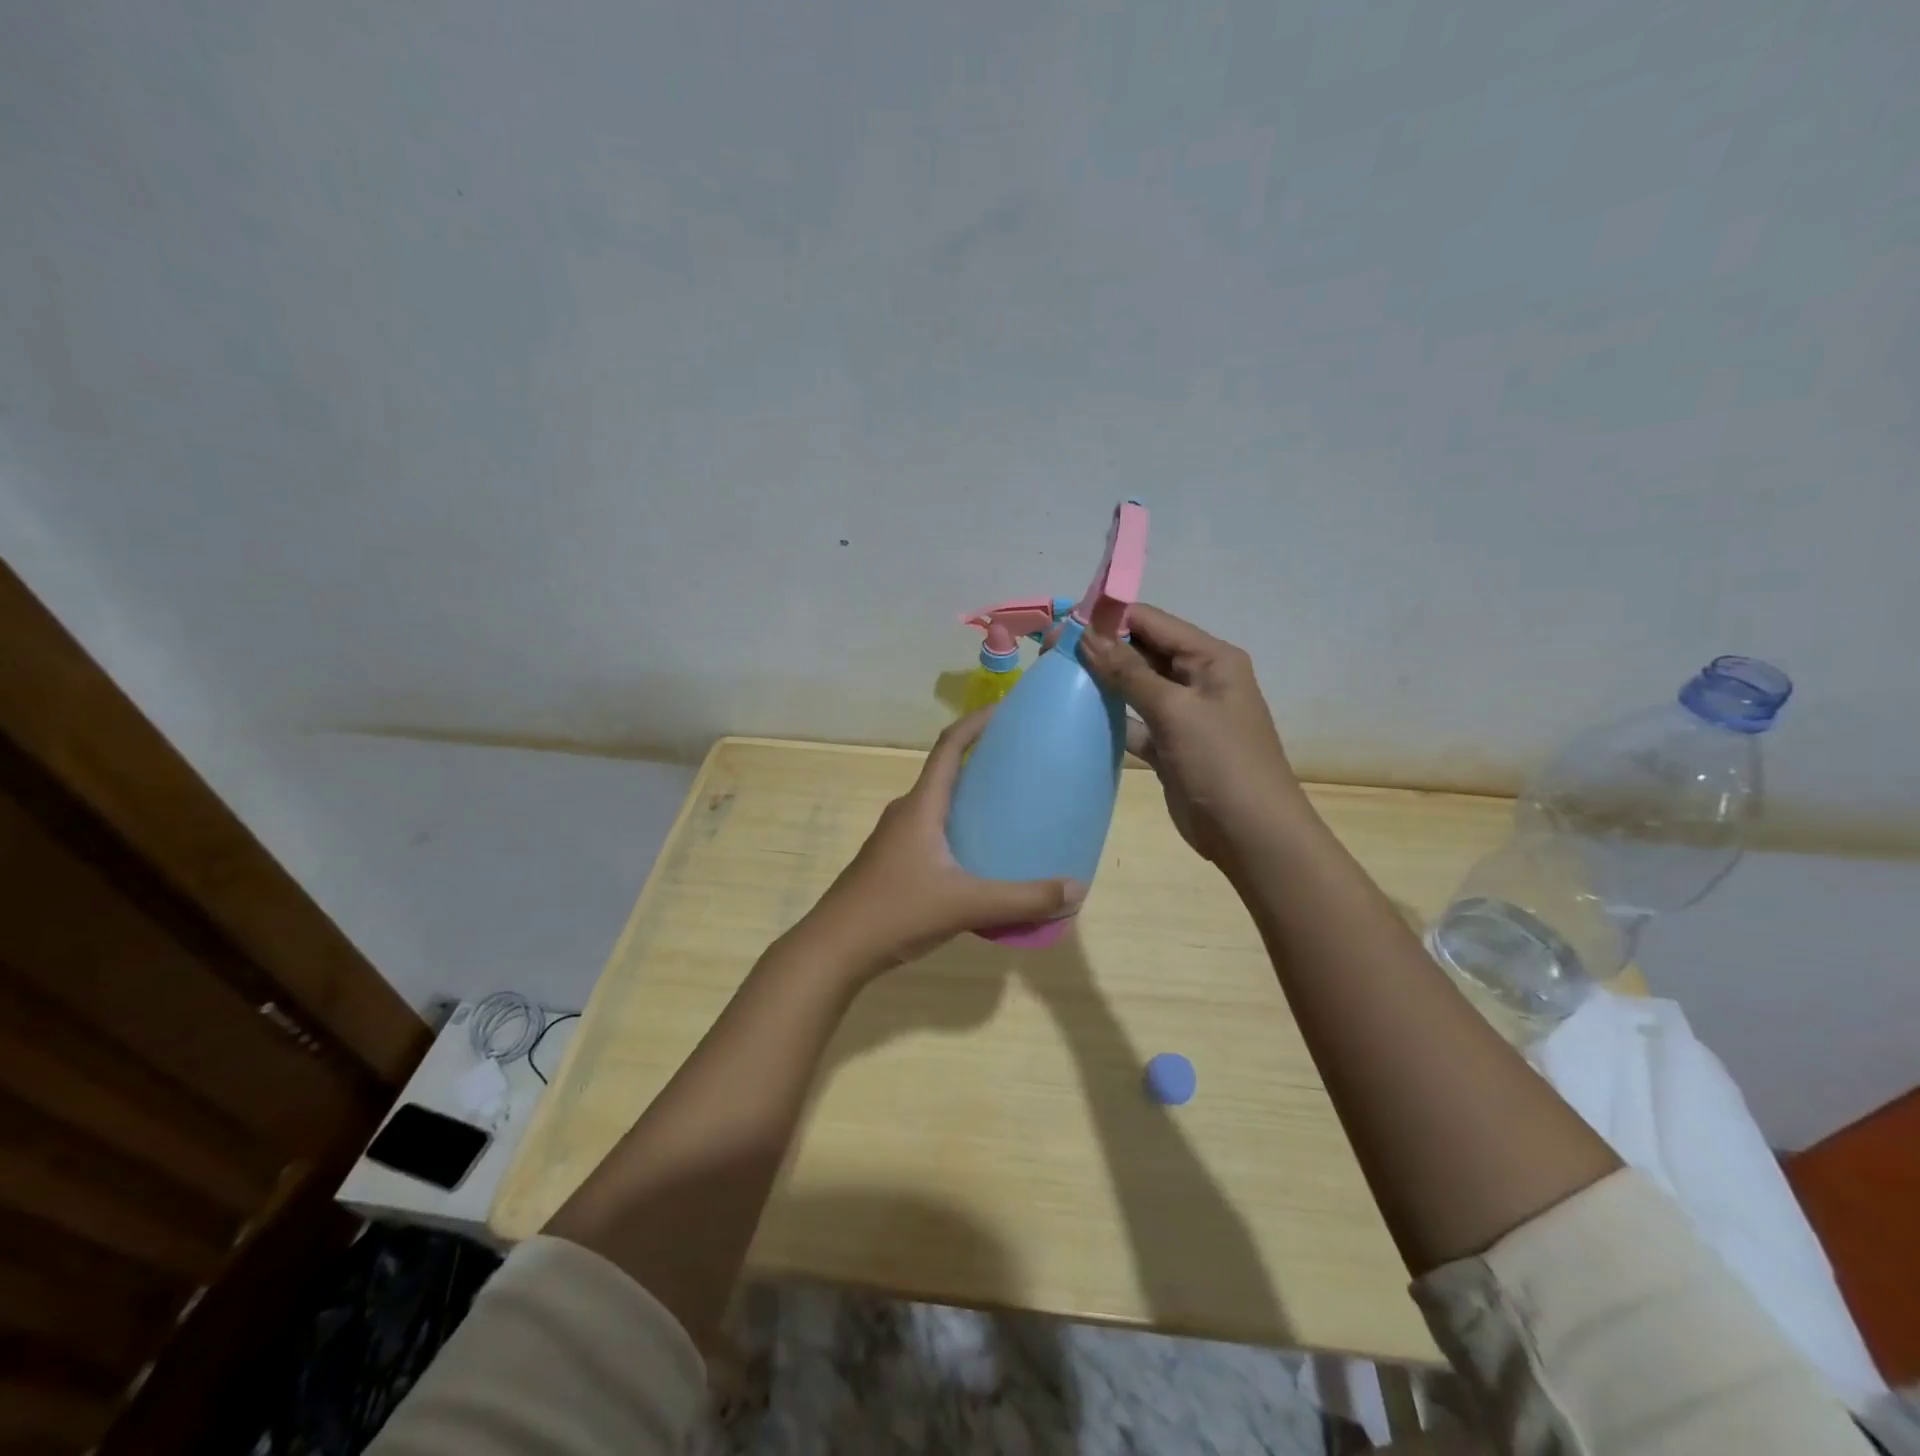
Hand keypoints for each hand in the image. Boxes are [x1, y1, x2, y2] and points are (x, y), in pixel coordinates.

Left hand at [787, 708, 1085, 978]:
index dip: (976, 722)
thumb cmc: (896, 912)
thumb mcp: (966, 905)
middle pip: (946, 773)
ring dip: (969, 800)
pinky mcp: (892, 863)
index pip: (948, 747)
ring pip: (938, 806)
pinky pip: (932, 832)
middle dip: (981, 762)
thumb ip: (1022, 900)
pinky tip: (980, 858)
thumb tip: (1076, 888)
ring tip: (1008, 810)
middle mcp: (906, 813)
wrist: (834, 948)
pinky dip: (959, 830)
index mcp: (921, 807)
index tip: (1006, 710)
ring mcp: (894, 839)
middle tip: (1022, 765)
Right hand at [1080, 604, 1306, 871]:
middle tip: (1050, 651)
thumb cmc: (1220, 762)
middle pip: (1142, 651)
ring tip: (1056, 675)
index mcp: (1211, 658)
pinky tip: (1077, 714)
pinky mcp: (1169, 745)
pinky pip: (1134, 720)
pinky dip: (1110, 716)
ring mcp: (1184, 714)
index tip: (1063, 623)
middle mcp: (1198, 678)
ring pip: (1135, 685)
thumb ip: (1129, 671)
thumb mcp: (1176, 710)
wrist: (1250, 835)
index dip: (1109, 618)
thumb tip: (1086, 634)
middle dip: (1100, 648)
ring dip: (1102, 680)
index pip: (1153, 622)